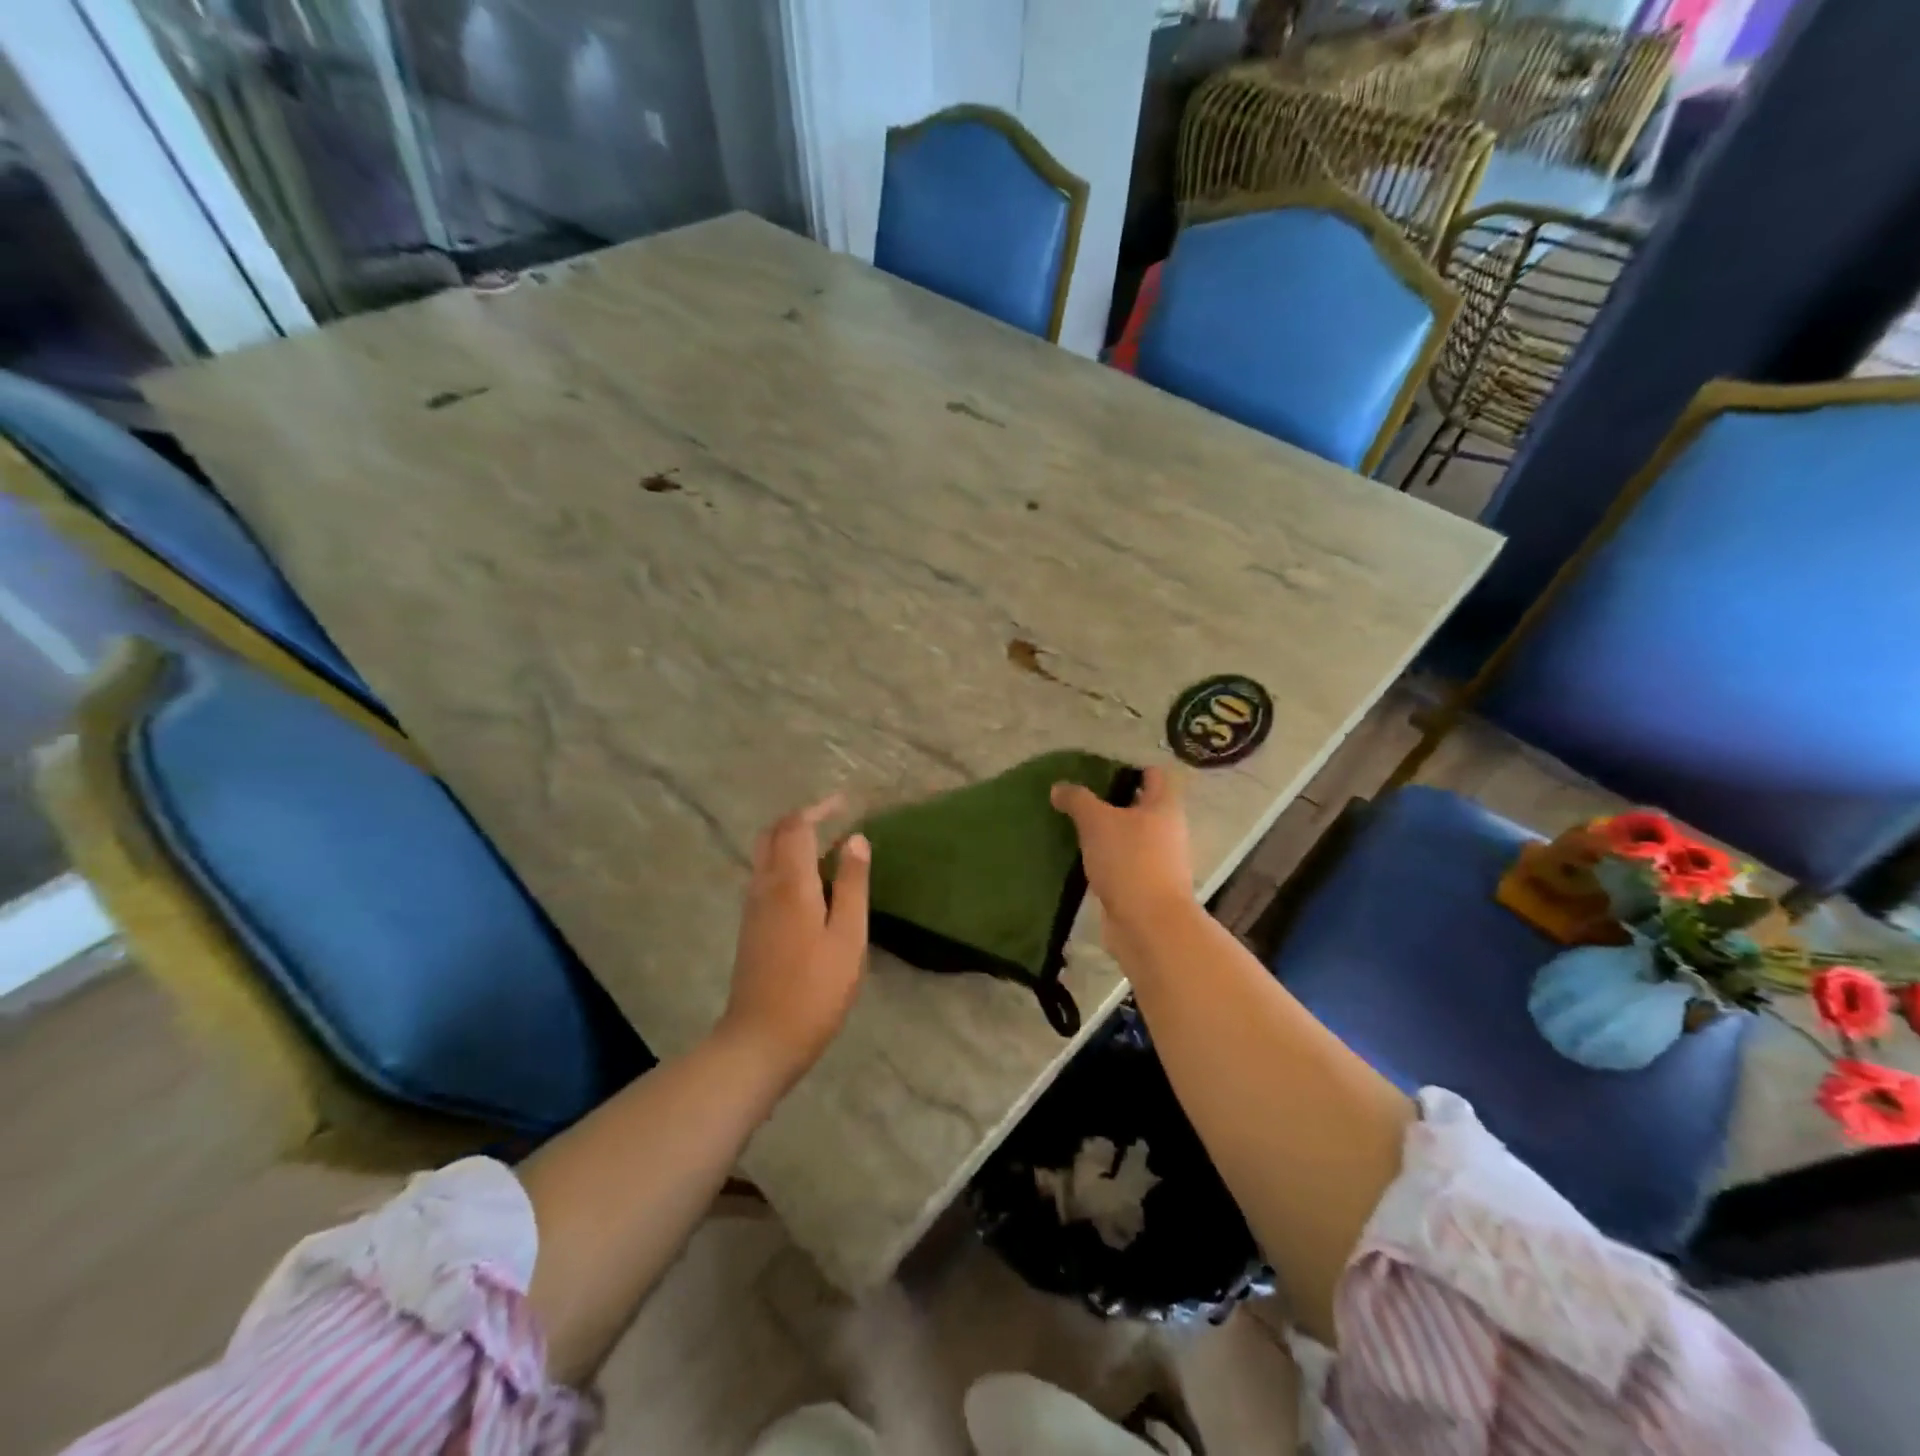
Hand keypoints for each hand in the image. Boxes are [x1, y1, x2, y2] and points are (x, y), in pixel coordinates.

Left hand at [721, 795, 870, 1087]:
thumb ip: (851, 884)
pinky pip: (764, 877)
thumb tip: (856, 839)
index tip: (844, 803)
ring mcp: (752, 907)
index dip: (819, 809)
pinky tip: (809, 883)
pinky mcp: (750, 927)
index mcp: (790, 883)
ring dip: (790, 840)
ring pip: (764, 855)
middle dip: (799, 819)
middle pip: (772, 835)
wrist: (761, 1040)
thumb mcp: (848, 936)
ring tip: (826, 847)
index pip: (796, 827)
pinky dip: (784, 862)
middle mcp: (764, 886)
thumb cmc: (815, 989)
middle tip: (831, 818)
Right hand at [1050, 767, 1196, 951]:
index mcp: (1164, 807)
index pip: (1154, 775)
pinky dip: (1105, 859)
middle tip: (1078, 798)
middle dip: (1112, 802)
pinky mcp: (1144, 887)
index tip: (1099, 771)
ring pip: (1130, 836)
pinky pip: (1122, 863)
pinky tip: (1080, 858)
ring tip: (1073, 826)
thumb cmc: (1130, 861)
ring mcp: (1158, 861)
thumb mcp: (1097, 822)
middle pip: (1141, 806)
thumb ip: (1078, 800)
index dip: (1130, 768)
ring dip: (1106, 833)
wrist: (1148, 925)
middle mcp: (1167, 831)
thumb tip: (1059, 787)